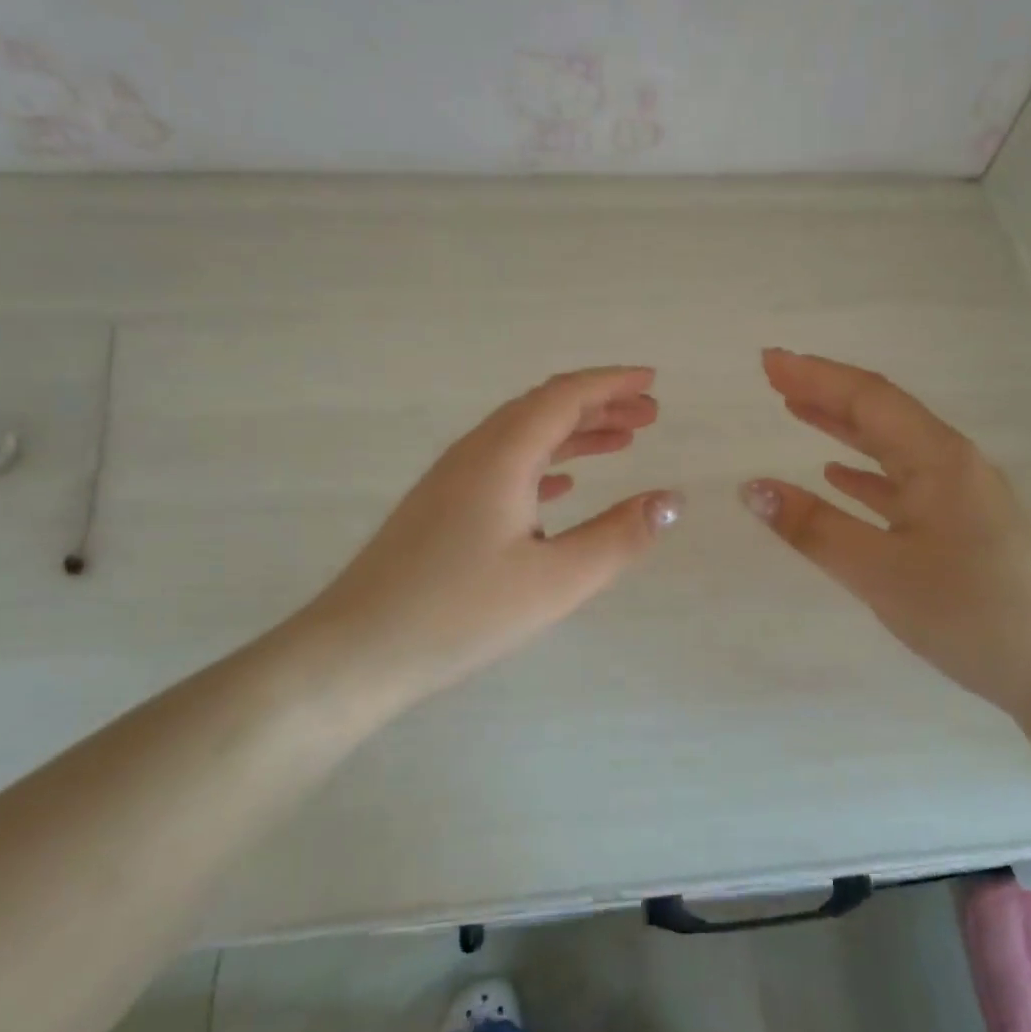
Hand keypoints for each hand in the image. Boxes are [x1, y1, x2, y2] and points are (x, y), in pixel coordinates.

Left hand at [305, 366, 681, 698]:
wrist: (357, 650)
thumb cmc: (460, 613)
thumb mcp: (555, 581)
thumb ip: (619, 537)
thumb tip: (672, 499)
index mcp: (501, 456)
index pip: (563, 396)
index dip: (611, 383)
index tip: (652, 381)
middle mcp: (474, 453)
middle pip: (543, 408)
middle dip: (599, 404)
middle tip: (649, 414)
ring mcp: (452, 480)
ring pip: (523, 437)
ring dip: (573, 434)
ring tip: (620, 442)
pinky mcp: (441, 508)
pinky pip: (503, 465)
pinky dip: (543, 463)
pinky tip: (561, 487)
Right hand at [740, 349, 1030, 714]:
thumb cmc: (975, 613)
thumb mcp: (882, 572)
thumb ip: (815, 529)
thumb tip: (751, 488)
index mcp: (939, 460)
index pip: (868, 398)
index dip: (815, 376)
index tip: (768, 361)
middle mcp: (954, 466)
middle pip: (882, 414)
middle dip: (826, 392)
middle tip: (775, 379)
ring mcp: (964, 498)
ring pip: (893, 448)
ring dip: (844, 427)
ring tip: (798, 412)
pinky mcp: (966, 530)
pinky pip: (904, 484)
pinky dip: (865, 474)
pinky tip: (840, 477)